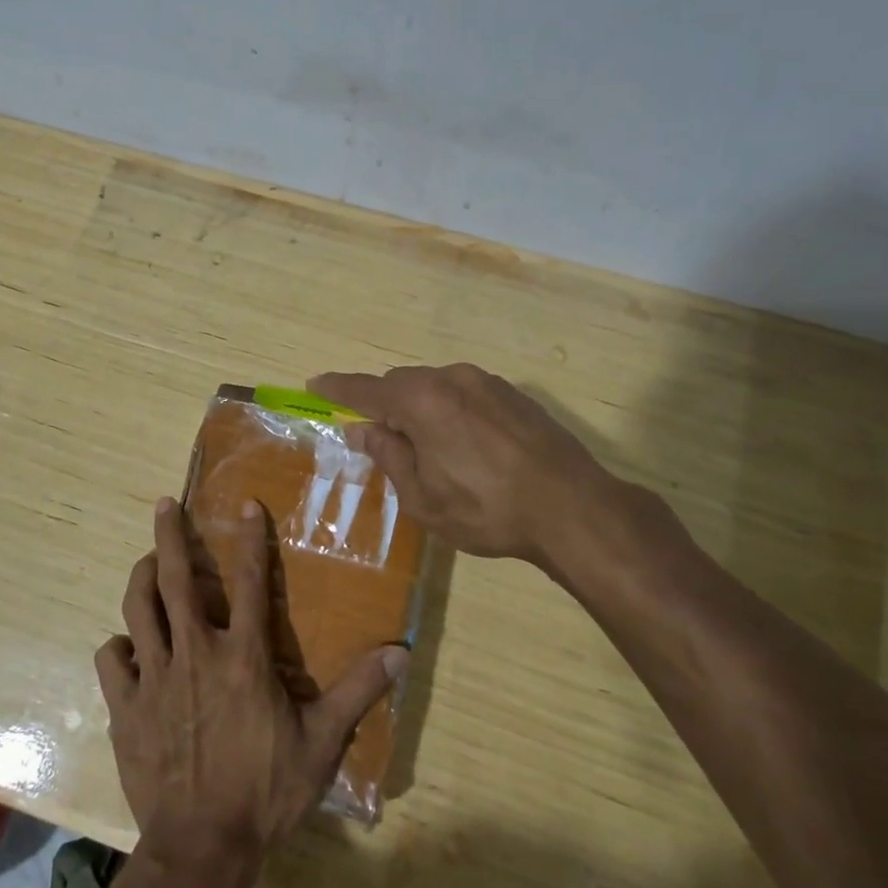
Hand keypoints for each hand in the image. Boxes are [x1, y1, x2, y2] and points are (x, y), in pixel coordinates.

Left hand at [96, 498, 406, 874]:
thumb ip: (358, 691)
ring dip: (141, 578)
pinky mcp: (125, 706)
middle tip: (164, 504)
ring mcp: (154, 677)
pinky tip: (125, 647)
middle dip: (171, 535)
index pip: (249, 582)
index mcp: (243, 656)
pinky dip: (117, 646)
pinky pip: (111, 659)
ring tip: (147, 563)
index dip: (250, 539)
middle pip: (176, 579)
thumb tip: (400, 652)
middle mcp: (194, 652)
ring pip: (138, 609)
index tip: (246, 504)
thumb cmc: (265, 791)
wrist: (201, 847)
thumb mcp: (322, 743)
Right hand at [310, 364, 667, 573]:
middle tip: (376, 437)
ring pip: (435, 387)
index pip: (364, 389)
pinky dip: (449, 411)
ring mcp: (486, 383)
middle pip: (401, 384)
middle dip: (382, 405)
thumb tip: (361, 429)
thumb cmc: (486, 509)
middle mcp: (451, 379)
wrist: (573, 507)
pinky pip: (464, 394)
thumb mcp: (423, 496)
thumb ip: (388, 456)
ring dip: (419, 409)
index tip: (314, 385)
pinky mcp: (513, 394)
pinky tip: (463, 445)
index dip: (336, 389)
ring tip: (425, 449)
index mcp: (421, 401)